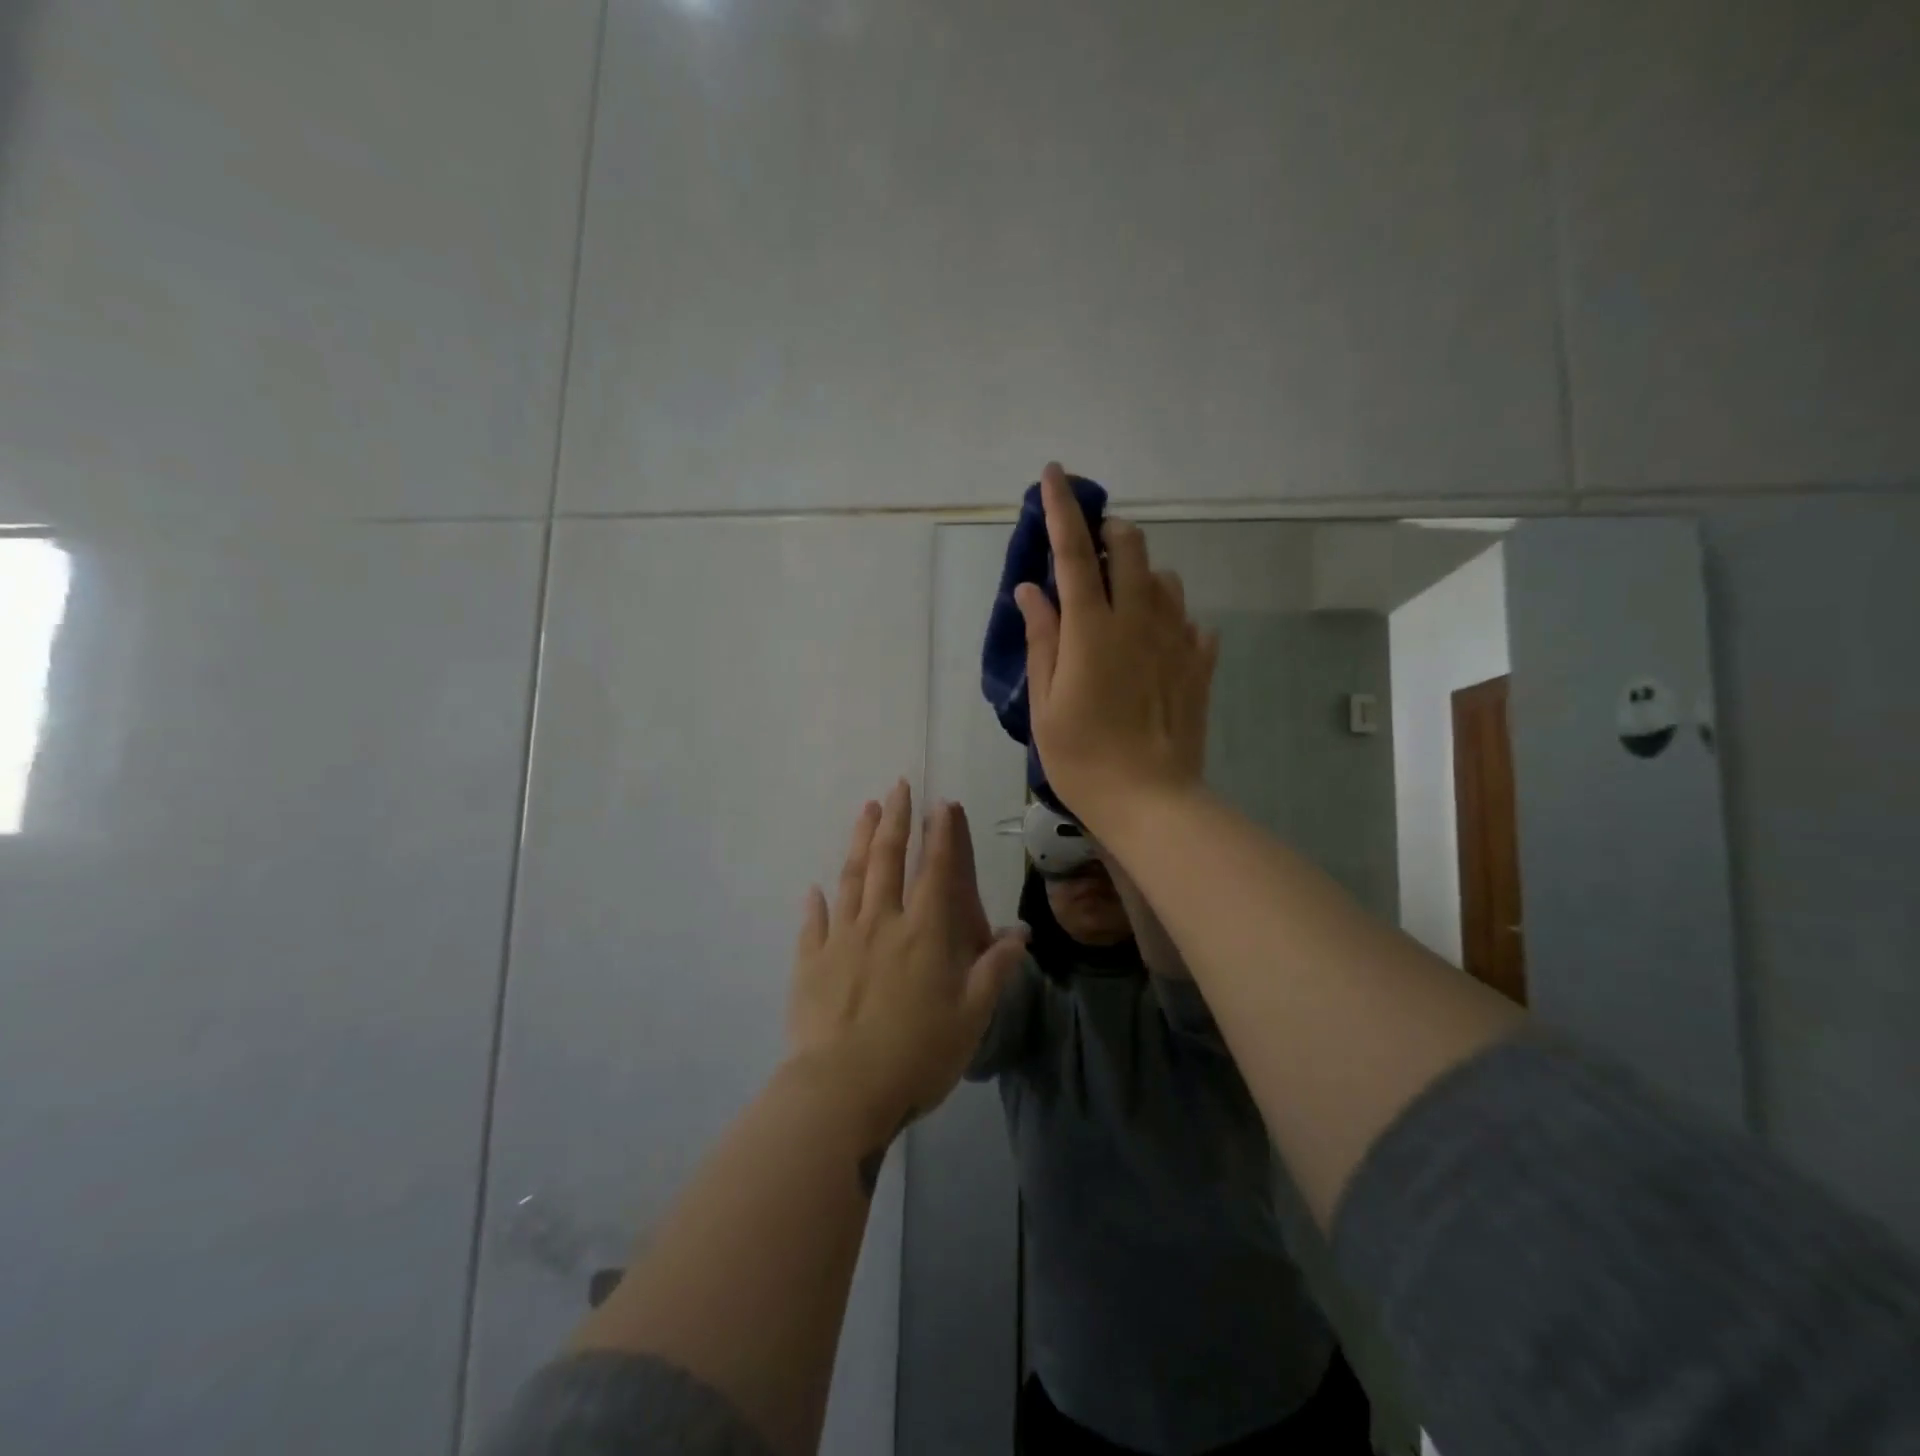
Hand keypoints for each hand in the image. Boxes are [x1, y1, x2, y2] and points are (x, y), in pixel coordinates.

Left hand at [787, 781, 1028, 1129]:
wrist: (842, 1090)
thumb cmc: (917, 1055)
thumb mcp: (971, 1017)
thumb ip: (995, 971)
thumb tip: (1021, 934)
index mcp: (924, 933)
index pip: (935, 871)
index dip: (941, 835)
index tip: (941, 803)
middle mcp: (882, 923)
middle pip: (887, 859)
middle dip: (895, 820)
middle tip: (897, 787)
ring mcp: (841, 939)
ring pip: (851, 878)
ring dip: (859, 841)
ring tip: (865, 810)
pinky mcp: (810, 962)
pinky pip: (814, 923)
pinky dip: (816, 903)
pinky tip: (815, 889)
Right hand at [1015, 462, 1219, 834]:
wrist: (1151, 800)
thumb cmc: (1083, 756)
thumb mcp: (1045, 703)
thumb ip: (1041, 639)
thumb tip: (1031, 590)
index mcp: (1093, 628)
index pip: (1072, 553)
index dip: (1062, 510)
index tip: (1054, 472)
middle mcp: (1139, 620)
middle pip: (1130, 550)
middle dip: (1109, 533)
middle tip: (1091, 549)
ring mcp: (1177, 640)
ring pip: (1164, 579)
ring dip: (1140, 573)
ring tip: (1121, 599)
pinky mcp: (1200, 664)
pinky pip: (1189, 620)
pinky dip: (1169, 616)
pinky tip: (1157, 641)